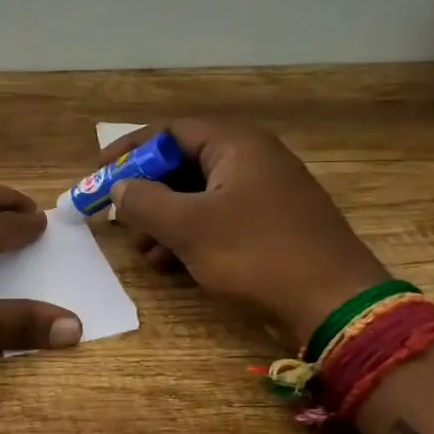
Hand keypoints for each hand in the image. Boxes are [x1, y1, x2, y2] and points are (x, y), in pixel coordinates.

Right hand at [97, 120, 387, 344]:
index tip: (99, 174)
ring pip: (199, 195)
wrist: (334, 301)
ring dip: (165, 220)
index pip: (170, 131)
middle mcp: (253, 159)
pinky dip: (191, 235)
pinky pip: (219, 217)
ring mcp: (266, 192)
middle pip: (183, 163)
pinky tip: (172, 264)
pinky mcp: (273, 223)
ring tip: (143, 252)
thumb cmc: (255, 253)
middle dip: (147, 192)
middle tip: (119, 217)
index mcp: (236, 145)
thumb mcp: (188, 227)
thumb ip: (144, 202)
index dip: (130, 151)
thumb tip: (120, 187)